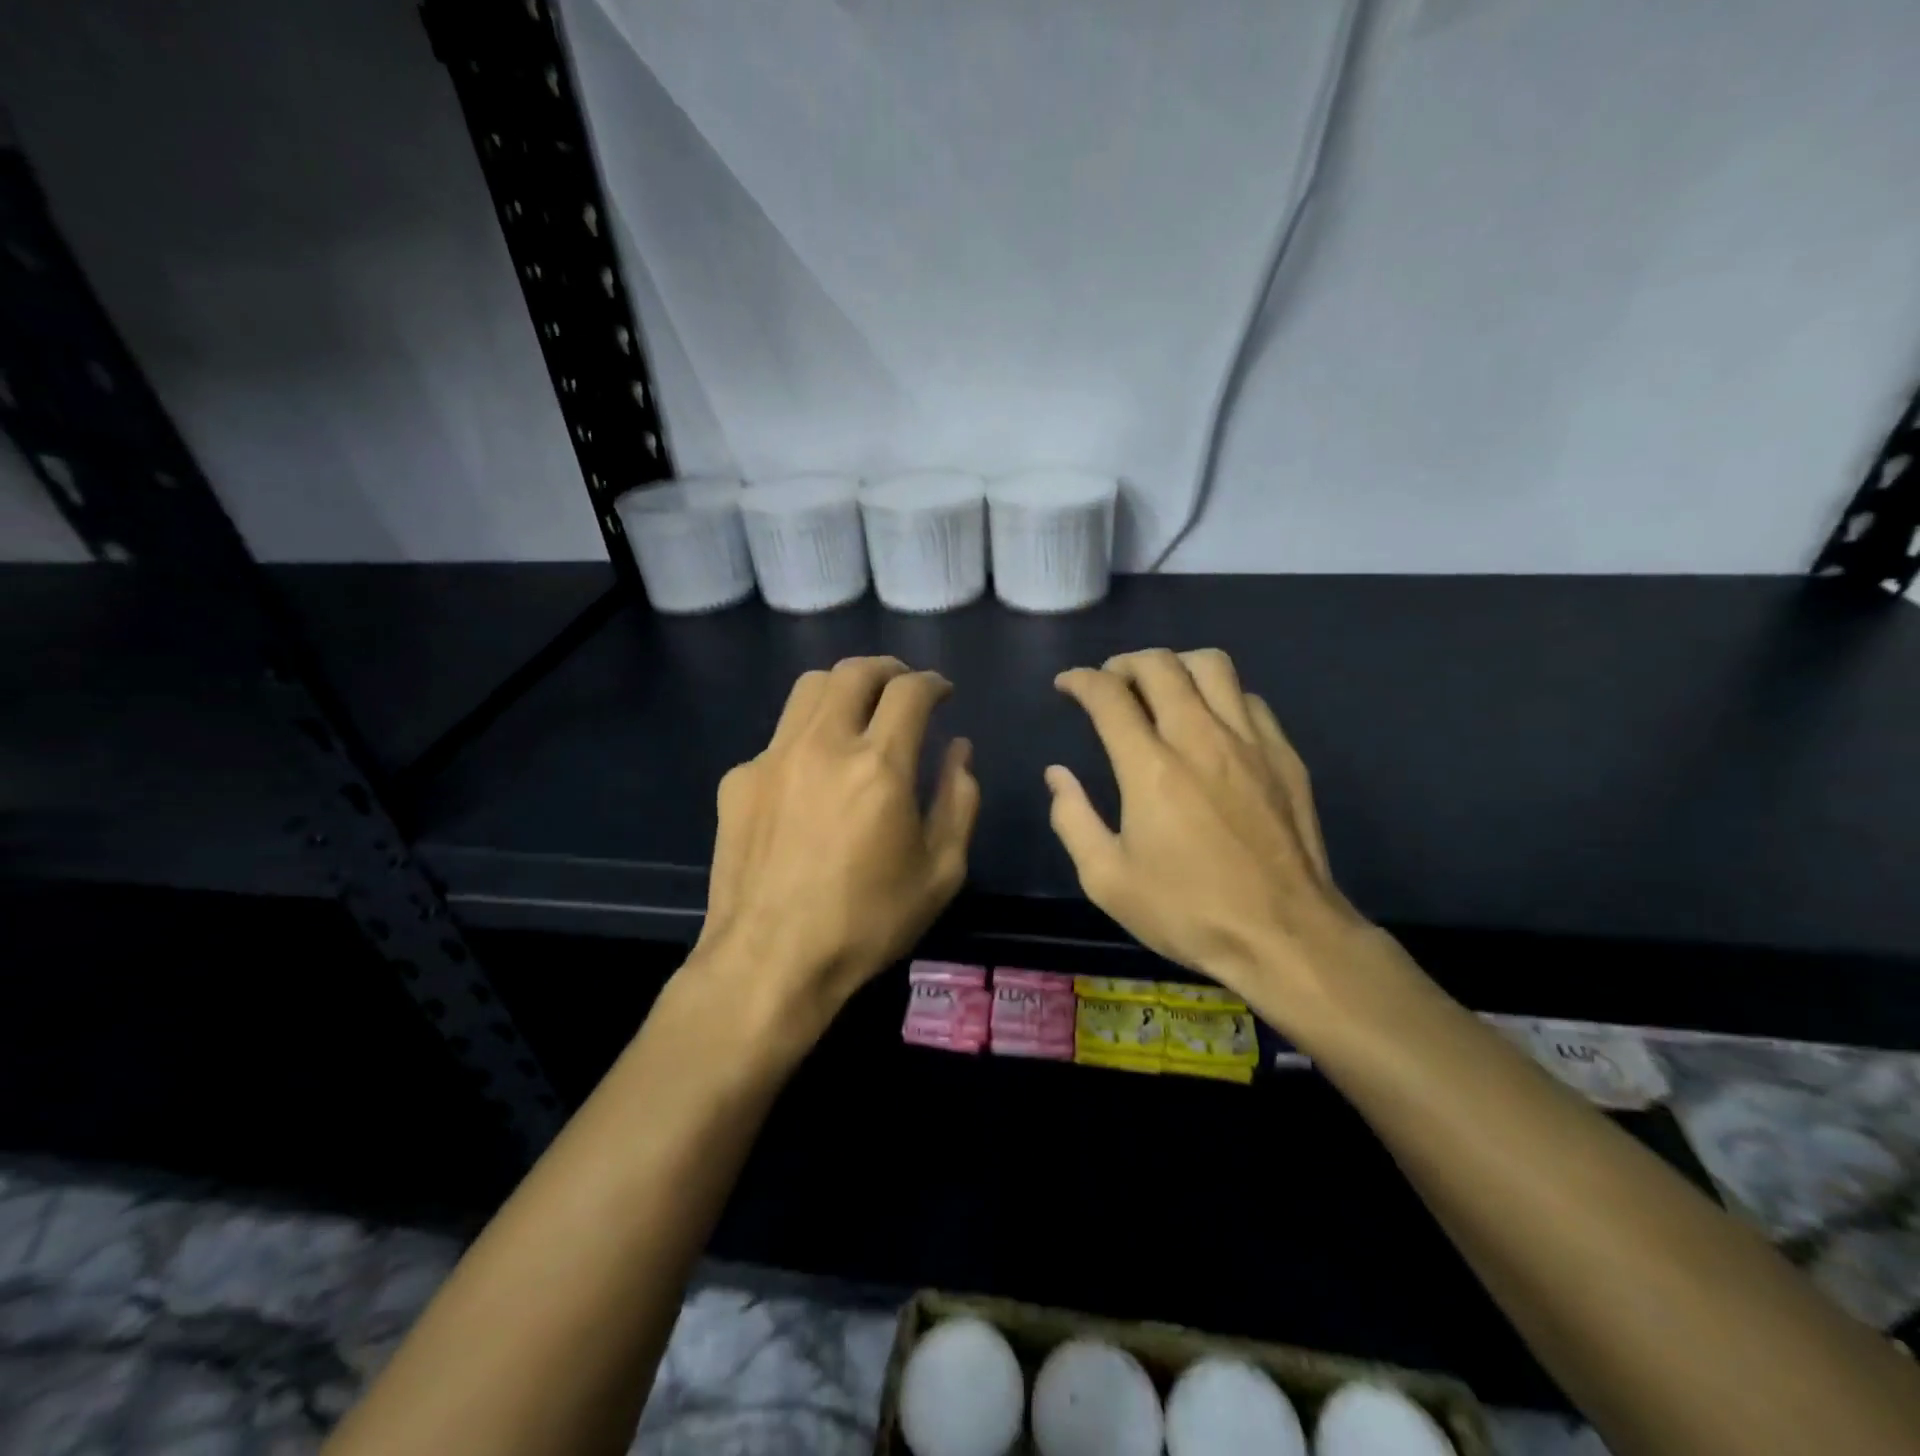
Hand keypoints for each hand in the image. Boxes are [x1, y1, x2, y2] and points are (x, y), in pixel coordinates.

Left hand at [688, 657, 979, 1043]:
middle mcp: (823, 745)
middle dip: (888, 670)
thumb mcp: (941, 871)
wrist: (770, 962)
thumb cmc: (867, 923)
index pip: (910, 691)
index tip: (942, 693)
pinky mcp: (739, 780)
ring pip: (809, 689)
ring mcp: (773, 758)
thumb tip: (959, 750)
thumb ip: (959, 800)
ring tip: (859, 712)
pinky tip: (813, 777)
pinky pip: (780, 737)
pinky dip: (807, 738)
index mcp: (879, 766)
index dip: (933, 683)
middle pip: (855, 671)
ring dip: (844, 688)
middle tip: (903, 688)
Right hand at [1047, 648, 1393, 1018]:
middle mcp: (1199, 737)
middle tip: (1110, 683)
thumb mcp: (1107, 880)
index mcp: (1150, 766)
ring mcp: (1249, 742)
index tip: (1067, 685)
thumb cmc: (1187, 911)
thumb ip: (1072, 819)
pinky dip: (1220, 695)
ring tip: (1161, 689)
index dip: (1080, 680)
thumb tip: (1057, 775)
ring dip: (1176, 666)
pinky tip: (1212, 722)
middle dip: (1124, 663)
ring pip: (1212, 666)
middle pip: (1160, 665)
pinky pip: (1249, 699)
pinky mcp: (1285, 756)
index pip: (1108, 695)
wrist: (1284, 936)